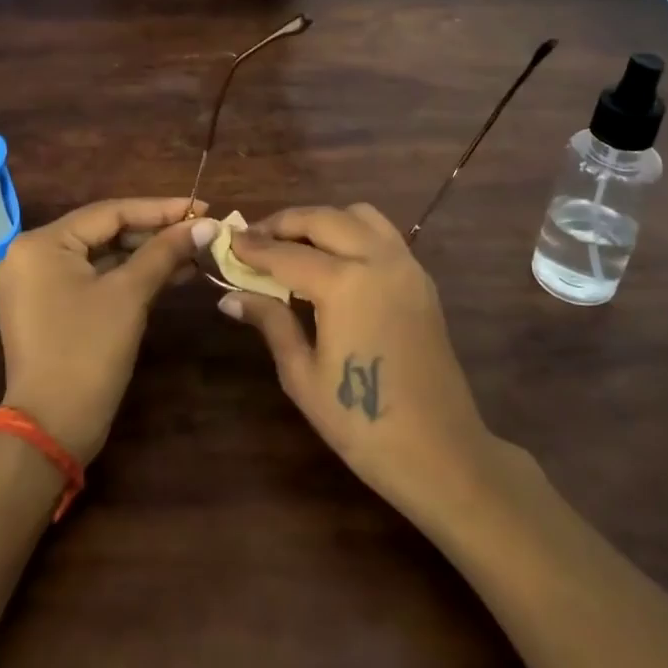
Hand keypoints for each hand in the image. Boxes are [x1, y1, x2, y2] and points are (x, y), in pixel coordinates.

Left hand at [0, 197, 205, 463]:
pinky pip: (92, 278)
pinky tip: (168, 275)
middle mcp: (30, 255)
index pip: (110, 212)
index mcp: (41, 243)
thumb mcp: (130, 295)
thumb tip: (206, 224)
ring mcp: (35, 283)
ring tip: (192, 254)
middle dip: (155, 234)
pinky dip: (127, 277)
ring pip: (101, 256)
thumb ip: (166, 252)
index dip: (160, 209)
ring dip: (145, 256)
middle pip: (104, 232)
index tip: (201, 207)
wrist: (51, 429)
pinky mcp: (45, 307)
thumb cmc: (88, 352)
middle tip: (199, 232)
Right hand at [213, 204, 508, 525]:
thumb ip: (271, 322)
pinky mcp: (422, 279)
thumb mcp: (303, 375)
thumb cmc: (361, 422)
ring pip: (358, 216)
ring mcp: (406, 265)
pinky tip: (334, 261)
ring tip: (296, 244)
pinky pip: (383, 235)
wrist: (440, 452)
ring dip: (322, 220)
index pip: (286, 254)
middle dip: (284, 223)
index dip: (253, 247)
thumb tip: (230, 296)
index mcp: (345, 283)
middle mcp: (377, 260)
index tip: (227, 240)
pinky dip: (352, 232)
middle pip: (323, 219)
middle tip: (255, 238)